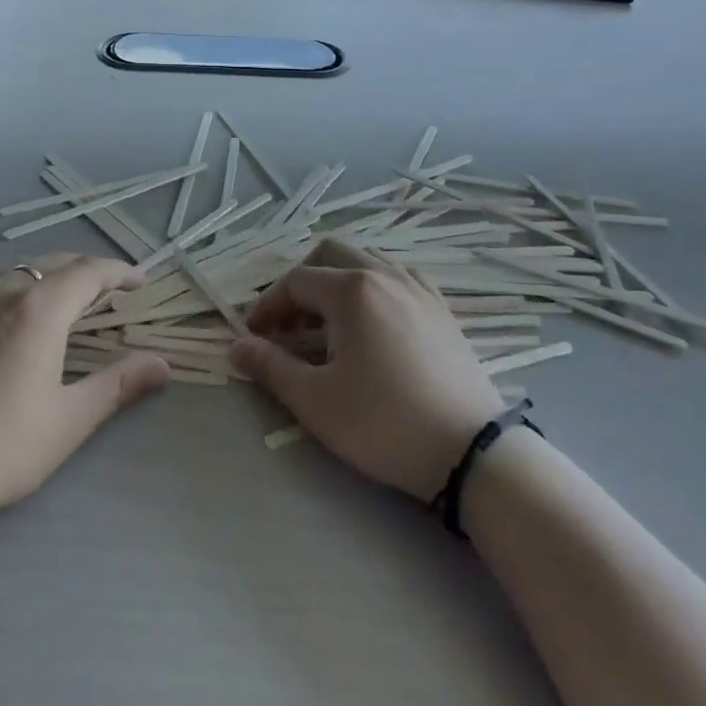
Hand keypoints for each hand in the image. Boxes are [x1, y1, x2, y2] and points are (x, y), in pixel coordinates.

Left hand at [0, 253, 169, 536]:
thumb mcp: (67, 421)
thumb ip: (118, 385)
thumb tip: (163, 363)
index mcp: (39, 308)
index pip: (90, 271)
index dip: (121, 273)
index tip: (142, 284)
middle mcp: (1, 294)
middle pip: (53, 265)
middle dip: (87, 272)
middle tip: (110, 293)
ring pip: (17, 277)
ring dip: (49, 282)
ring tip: (66, 308)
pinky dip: (16, 299)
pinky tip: (12, 334)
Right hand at [230, 241, 505, 500]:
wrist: (470, 451)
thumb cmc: (383, 422)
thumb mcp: (315, 400)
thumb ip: (270, 367)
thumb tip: (235, 347)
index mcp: (351, 289)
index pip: (295, 282)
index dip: (267, 306)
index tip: (253, 337)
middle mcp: (384, 275)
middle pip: (330, 255)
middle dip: (300, 283)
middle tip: (287, 323)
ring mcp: (418, 288)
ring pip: (366, 260)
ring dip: (336, 281)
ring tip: (326, 323)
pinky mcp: (441, 309)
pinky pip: (397, 278)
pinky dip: (372, 288)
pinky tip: (371, 323)